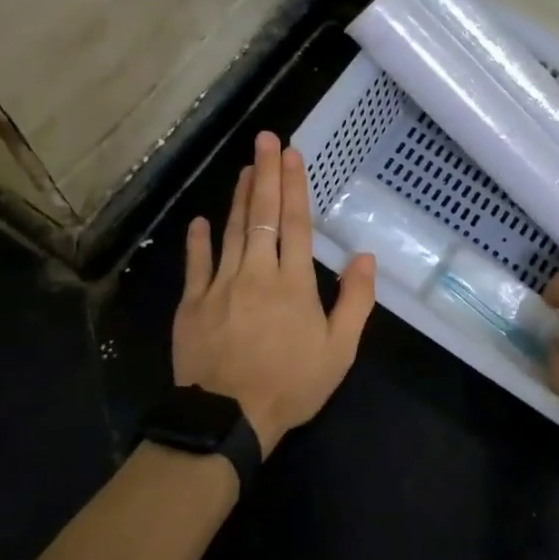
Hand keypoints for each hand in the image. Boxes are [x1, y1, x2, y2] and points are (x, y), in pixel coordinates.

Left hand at [172, 132, 376, 455]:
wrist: (228, 420)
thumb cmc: (291, 385)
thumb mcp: (339, 351)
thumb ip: (356, 301)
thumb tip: (366, 256)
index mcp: (293, 283)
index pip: (295, 224)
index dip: (294, 186)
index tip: (291, 154)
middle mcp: (256, 273)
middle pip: (263, 216)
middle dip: (265, 174)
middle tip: (264, 139)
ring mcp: (220, 286)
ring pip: (232, 232)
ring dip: (240, 198)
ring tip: (245, 168)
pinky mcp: (192, 304)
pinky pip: (196, 265)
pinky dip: (199, 241)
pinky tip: (201, 220)